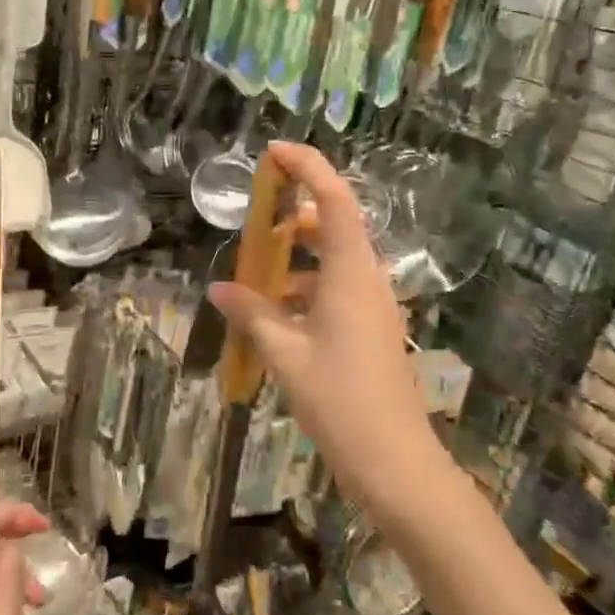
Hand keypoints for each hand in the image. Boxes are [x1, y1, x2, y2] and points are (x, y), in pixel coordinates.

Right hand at [209, 141, 440, 513]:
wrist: (394, 461)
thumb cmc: (339, 399)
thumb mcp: (285, 353)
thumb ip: (252, 314)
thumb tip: (219, 288)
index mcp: (351, 274)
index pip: (334, 200)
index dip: (307, 168)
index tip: (273, 153)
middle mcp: (367, 280)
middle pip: (333, 227)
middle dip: (291, 218)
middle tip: (253, 224)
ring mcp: (373, 306)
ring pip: (332, 262)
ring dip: (294, 261)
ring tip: (253, 280)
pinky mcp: (370, 330)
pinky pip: (334, 292)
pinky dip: (303, 292)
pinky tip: (273, 319)